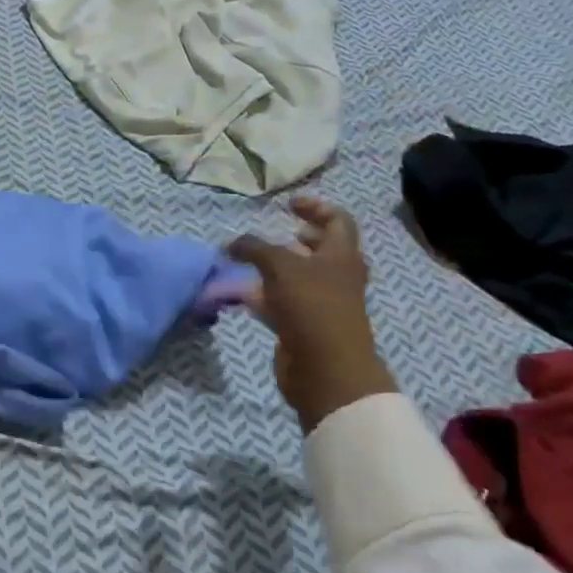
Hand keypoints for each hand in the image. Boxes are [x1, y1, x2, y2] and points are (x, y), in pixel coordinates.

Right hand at [227, 197, 397, 433]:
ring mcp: (322, 303)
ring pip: (298, 277)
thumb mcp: (280, 267)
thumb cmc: (311, 307)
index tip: (287, 204)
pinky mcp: (305, 325)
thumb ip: (254, 248)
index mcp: (342, 255)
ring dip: (275, 268)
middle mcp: (337, 276)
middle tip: (276, 234)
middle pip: (321, 250)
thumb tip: (230, 243)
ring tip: (248, 263)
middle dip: (297, 239)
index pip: (337, 220)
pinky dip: (264, 295)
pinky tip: (241, 294)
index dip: (314, 207)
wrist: (325, 368)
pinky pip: (283, 302)